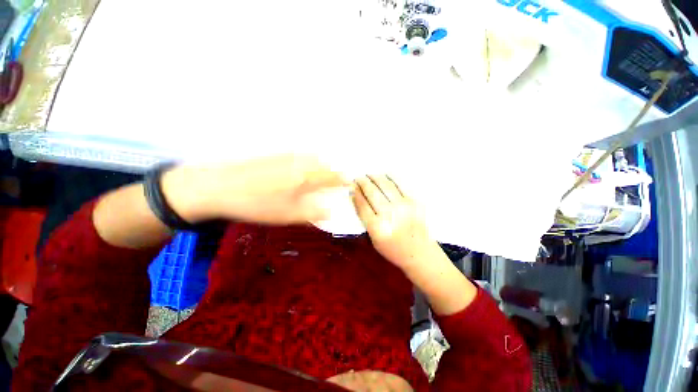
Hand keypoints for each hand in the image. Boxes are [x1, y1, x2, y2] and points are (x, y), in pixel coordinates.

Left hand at [163, 155, 348, 224]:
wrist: (219, 187)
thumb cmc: (258, 204)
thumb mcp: (288, 214)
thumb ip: (313, 213)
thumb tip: (331, 211)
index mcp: (307, 176)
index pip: (333, 176)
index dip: (344, 181)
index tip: (350, 185)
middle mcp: (301, 162)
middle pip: (326, 164)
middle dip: (334, 172)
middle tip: (336, 182)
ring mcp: (288, 156)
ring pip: (313, 158)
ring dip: (322, 166)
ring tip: (323, 176)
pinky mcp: (276, 155)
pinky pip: (301, 156)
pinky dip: (309, 162)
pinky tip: (303, 171)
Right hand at [352, 175, 438, 270]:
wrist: (420, 253)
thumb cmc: (393, 249)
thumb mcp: (374, 239)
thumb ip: (365, 219)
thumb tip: (357, 197)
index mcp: (378, 228)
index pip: (362, 205)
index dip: (355, 194)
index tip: (351, 187)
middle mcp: (390, 215)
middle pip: (372, 193)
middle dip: (363, 183)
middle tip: (358, 178)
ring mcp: (404, 207)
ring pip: (385, 186)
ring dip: (375, 177)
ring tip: (369, 174)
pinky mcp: (415, 202)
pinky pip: (401, 185)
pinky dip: (391, 178)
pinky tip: (385, 174)